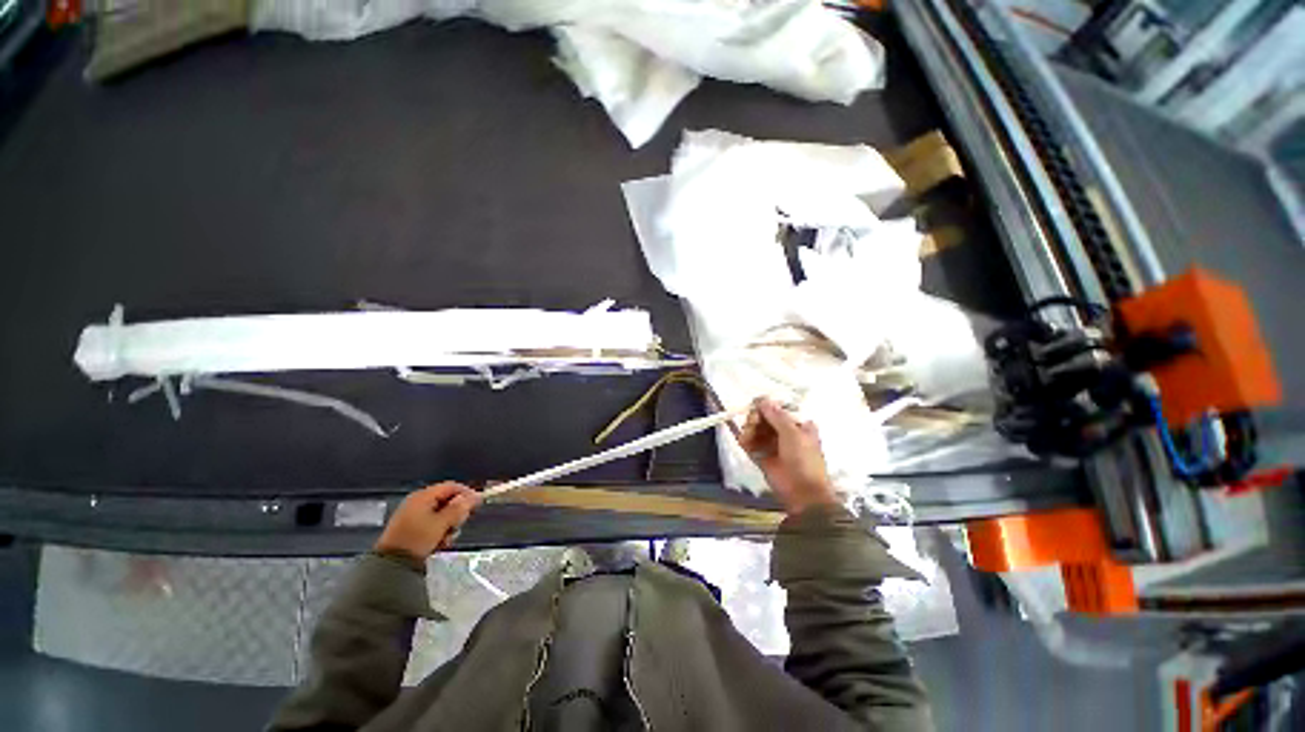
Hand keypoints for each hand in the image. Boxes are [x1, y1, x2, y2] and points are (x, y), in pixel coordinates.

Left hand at [375, 482, 479, 560]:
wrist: (391, 564)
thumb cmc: (417, 539)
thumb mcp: (441, 523)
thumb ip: (459, 508)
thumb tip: (475, 496)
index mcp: (423, 496)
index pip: (451, 486)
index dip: (466, 493)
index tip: (477, 503)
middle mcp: (417, 502)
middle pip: (447, 500)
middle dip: (457, 512)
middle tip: (461, 523)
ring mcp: (412, 515)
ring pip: (441, 513)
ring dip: (449, 524)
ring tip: (449, 537)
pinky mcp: (410, 528)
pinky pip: (432, 523)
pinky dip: (439, 530)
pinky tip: (440, 542)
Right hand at [739, 397, 837, 515]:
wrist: (803, 492)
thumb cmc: (804, 459)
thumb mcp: (793, 433)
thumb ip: (776, 415)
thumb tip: (762, 399)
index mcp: (798, 424)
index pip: (778, 409)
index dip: (765, 406)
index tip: (755, 406)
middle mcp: (784, 432)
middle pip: (764, 418)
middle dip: (755, 418)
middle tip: (752, 422)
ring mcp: (772, 445)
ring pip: (755, 430)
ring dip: (749, 429)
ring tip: (747, 435)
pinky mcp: (761, 457)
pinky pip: (750, 444)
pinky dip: (744, 440)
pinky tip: (743, 440)